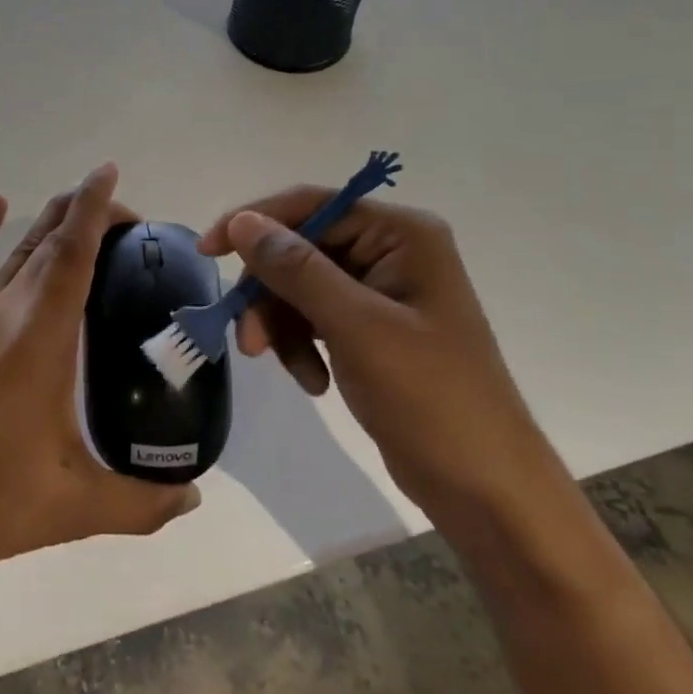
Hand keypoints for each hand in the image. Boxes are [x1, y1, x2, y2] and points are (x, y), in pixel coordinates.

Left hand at [0, 163, 199, 580]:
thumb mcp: (74, 506)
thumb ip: (142, 504)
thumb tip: (193, 501)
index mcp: (39, 336)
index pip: (73, 253)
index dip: (95, 208)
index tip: (110, 172)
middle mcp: (5, 311)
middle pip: (50, 242)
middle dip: (88, 215)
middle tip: (131, 222)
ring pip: (18, 251)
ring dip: (50, 222)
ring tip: (80, 206)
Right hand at [198, 191, 552, 516]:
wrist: (484, 487)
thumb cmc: (431, 398)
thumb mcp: (357, 327)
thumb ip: (296, 269)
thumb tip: (242, 222)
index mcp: (401, 235)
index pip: (311, 206)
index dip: (255, 222)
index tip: (208, 252)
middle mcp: (391, 251)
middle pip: (300, 249)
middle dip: (270, 293)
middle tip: (250, 341)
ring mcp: (382, 291)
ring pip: (300, 286)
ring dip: (284, 325)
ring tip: (295, 372)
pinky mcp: (372, 327)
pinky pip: (314, 317)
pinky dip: (303, 345)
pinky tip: (315, 382)